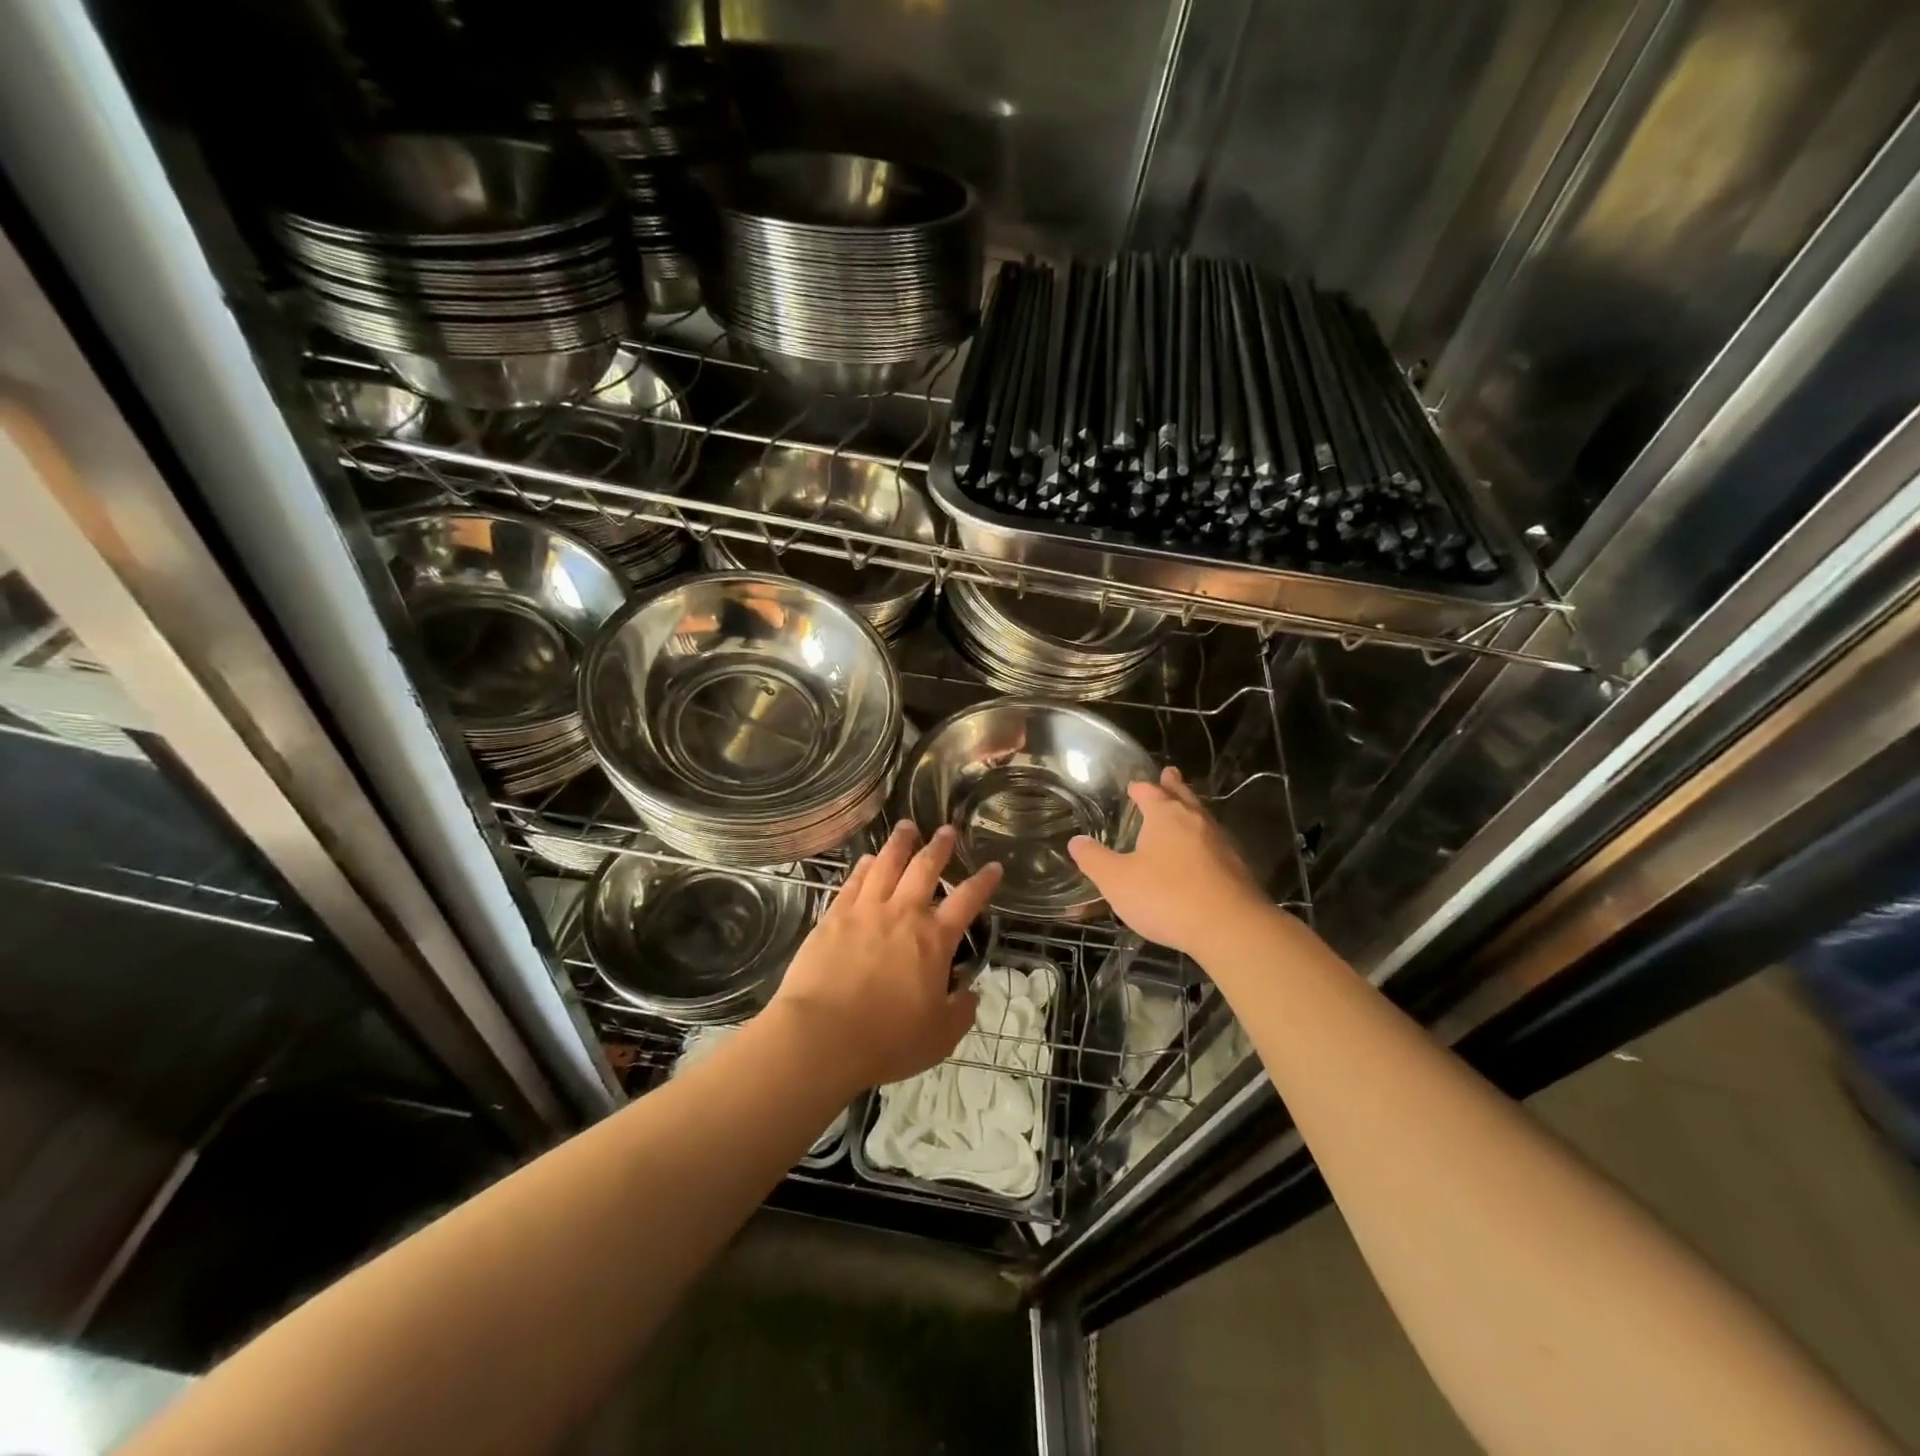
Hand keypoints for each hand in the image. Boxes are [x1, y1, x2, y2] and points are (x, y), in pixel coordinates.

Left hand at [770, 822, 1001, 1091]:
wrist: (821, 1035)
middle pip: (925, 868)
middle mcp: (903, 914)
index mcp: (934, 939)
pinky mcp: (834, 915)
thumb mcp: (939, 1036)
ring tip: (907, 827)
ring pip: (887, 864)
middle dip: (940, 847)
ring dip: (900, 843)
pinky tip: (867, 859)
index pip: (967, 900)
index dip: (983, 881)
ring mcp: (866, 910)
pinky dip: (863, 866)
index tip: (992, 867)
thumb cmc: (886, 1039)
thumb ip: (960, 1012)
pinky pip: (853, 881)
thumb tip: (970, 995)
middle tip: (947, 830)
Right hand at [1068, 766, 1271, 959]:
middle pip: (1183, 796)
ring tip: (1185, 809)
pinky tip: (1201, 853)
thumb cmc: (1166, 897)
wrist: (1230, 928)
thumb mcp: (1116, 880)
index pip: (1150, 792)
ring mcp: (1221, 845)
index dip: (1140, 788)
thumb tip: (1076, 841)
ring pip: (1203, 818)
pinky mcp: (1237, 870)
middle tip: (1170, 773)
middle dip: (1173, 786)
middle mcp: (1196, 822)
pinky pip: (1215, 845)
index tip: (1134, 785)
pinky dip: (1204, 841)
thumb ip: (1094, 860)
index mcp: (1166, 816)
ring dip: (1192, 810)